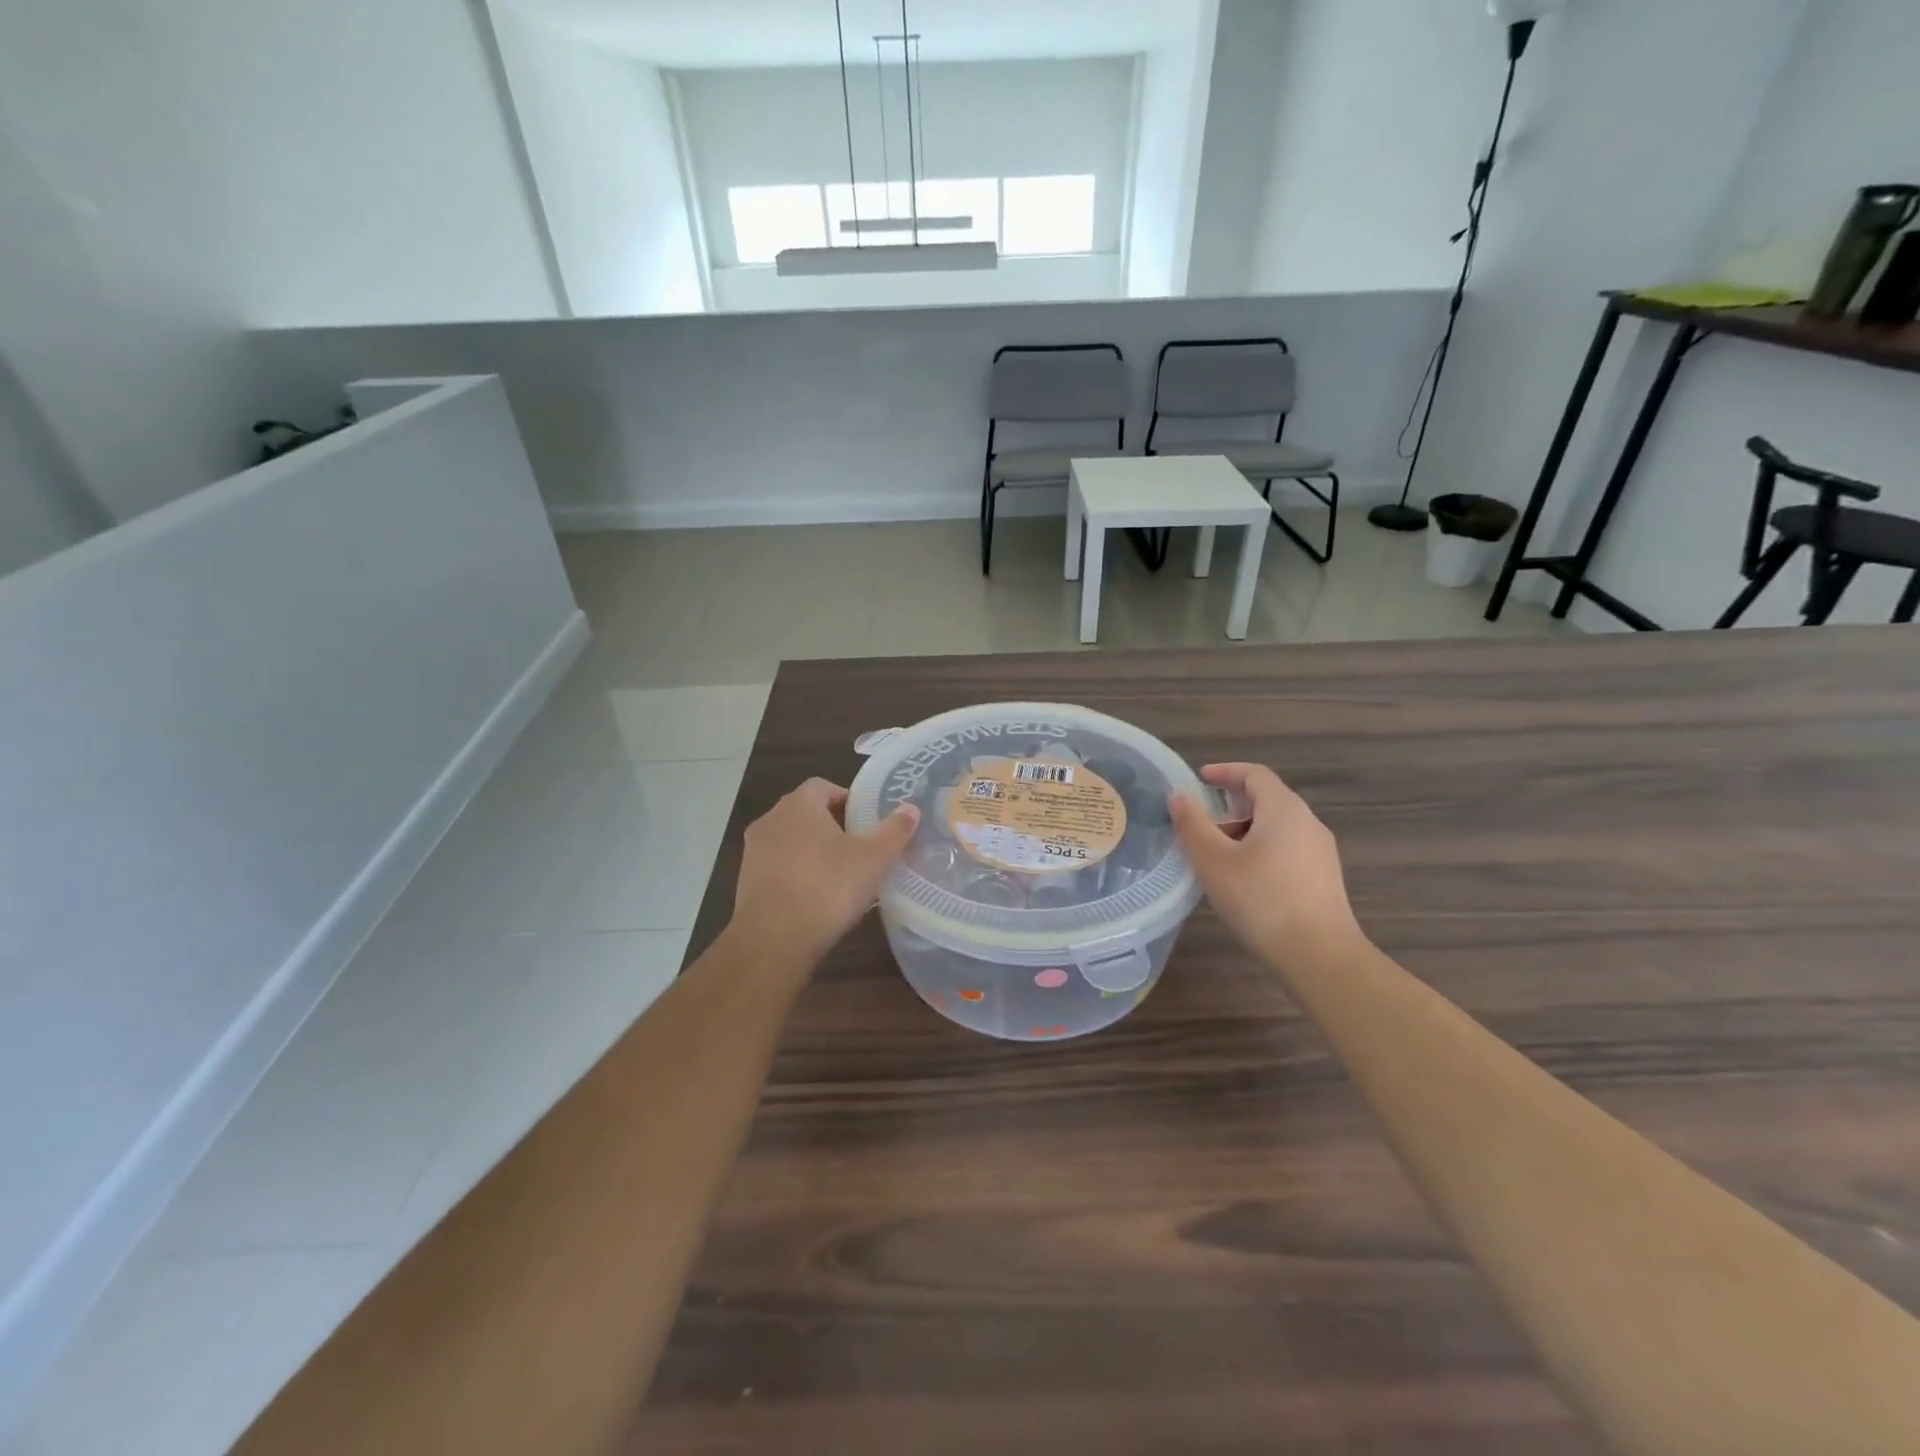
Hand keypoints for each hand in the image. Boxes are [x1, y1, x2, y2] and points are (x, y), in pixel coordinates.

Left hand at [730, 778, 918, 967]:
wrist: (774, 938)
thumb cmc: (829, 887)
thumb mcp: (874, 858)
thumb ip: (894, 830)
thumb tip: (910, 808)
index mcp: (799, 805)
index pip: (822, 786)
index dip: (846, 798)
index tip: (866, 819)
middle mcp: (771, 820)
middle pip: (805, 812)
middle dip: (831, 824)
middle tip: (858, 845)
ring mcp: (754, 852)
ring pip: (790, 841)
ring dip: (812, 850)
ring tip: (840, 873)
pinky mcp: (745, 882)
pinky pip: (778, 867)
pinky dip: (796, 873)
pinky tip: (816, 896)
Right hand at [1169, 764, 1360, 969]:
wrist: (1320, 955)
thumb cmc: (1261, 899)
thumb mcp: (1214, 861)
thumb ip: (1193, 825)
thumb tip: (1179, 796)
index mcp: (1284, 809)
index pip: (1255, 774)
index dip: (1226, 771)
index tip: (1200, 779)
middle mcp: (1308, 822)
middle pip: (1267, 799)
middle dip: (1231, 805)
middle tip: (1201, 821)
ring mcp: (1320, 852)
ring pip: (1277, 827)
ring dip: (1244, 830)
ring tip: (1216, 854)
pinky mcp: (1323, 878)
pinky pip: (1287, 849)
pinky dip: (1260, 850)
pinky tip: (1243, 879)